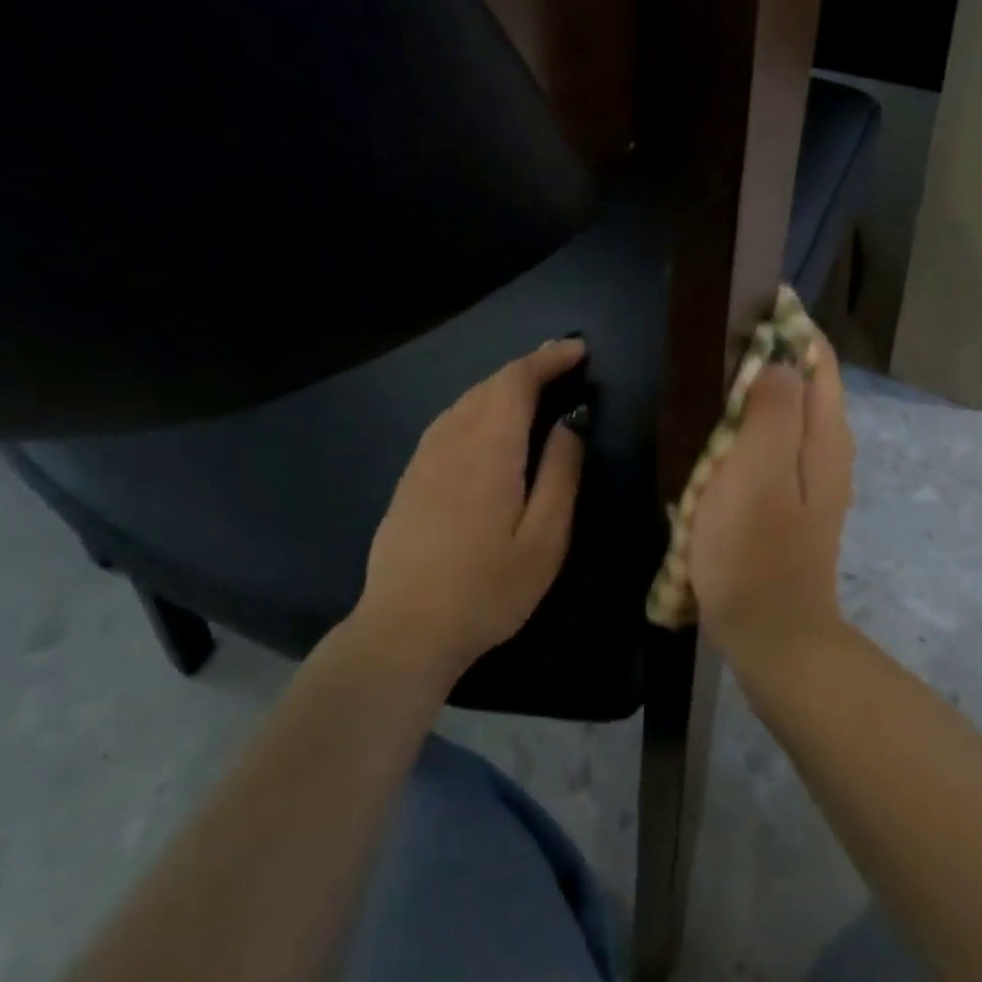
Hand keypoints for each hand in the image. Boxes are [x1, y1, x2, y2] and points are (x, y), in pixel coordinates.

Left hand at [355, 340, 587, 683]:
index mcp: (489, 449)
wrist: (403, 630)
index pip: (516, 381)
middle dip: (528, 367)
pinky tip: (486, 422)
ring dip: (501, 385)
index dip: (547, 359)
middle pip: (490, 384)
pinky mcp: (410, 478)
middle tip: (562, 364)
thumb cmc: (486, 590)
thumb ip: (560, 475)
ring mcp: (424, 458)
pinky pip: (448, 421)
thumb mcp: (544, 540)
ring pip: (466, 400)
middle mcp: (452, 440)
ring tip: (531, 388)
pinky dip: (477, 405)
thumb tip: (569, 425)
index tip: (578, 351)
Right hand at [688, 331, 853, 673]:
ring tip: (708, 383)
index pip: (817, 357)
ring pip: (783, 414)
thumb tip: (778, 359)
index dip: (787, 325)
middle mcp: (826, 449)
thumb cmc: (756, 550)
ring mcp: (809, 478)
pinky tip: (712, 440)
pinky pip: (769, 446)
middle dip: (766, 357)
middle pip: (802, 382)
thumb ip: (772, 409)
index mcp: (825, 435)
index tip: (745, 307)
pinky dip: (744, 430)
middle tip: (715, 347)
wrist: (771, 636)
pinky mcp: (788, 501)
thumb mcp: (758, 471)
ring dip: (751, 395)